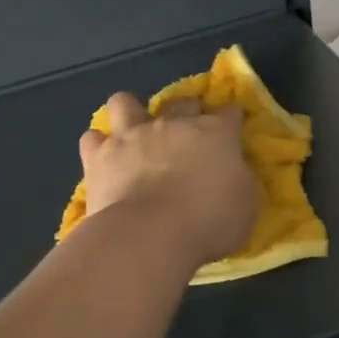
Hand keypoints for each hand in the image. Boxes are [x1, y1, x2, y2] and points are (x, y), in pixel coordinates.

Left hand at [81, 93, 256, 267]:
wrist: (148, 234)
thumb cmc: (207, 223)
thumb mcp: (245, 205)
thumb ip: (237, 180)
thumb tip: (230, 172)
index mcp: (214, 133)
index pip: (229, 113)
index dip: (231, 121)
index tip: (232, 133)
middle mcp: (172, 124)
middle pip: (182, 102)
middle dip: (187, 113)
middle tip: (188, 138)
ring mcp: (131, 136)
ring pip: (125, 103)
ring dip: (130, 114)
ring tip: (134, 135)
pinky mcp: (99, 156)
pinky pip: (93, 139)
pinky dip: (99, 147)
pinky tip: (104, 161)